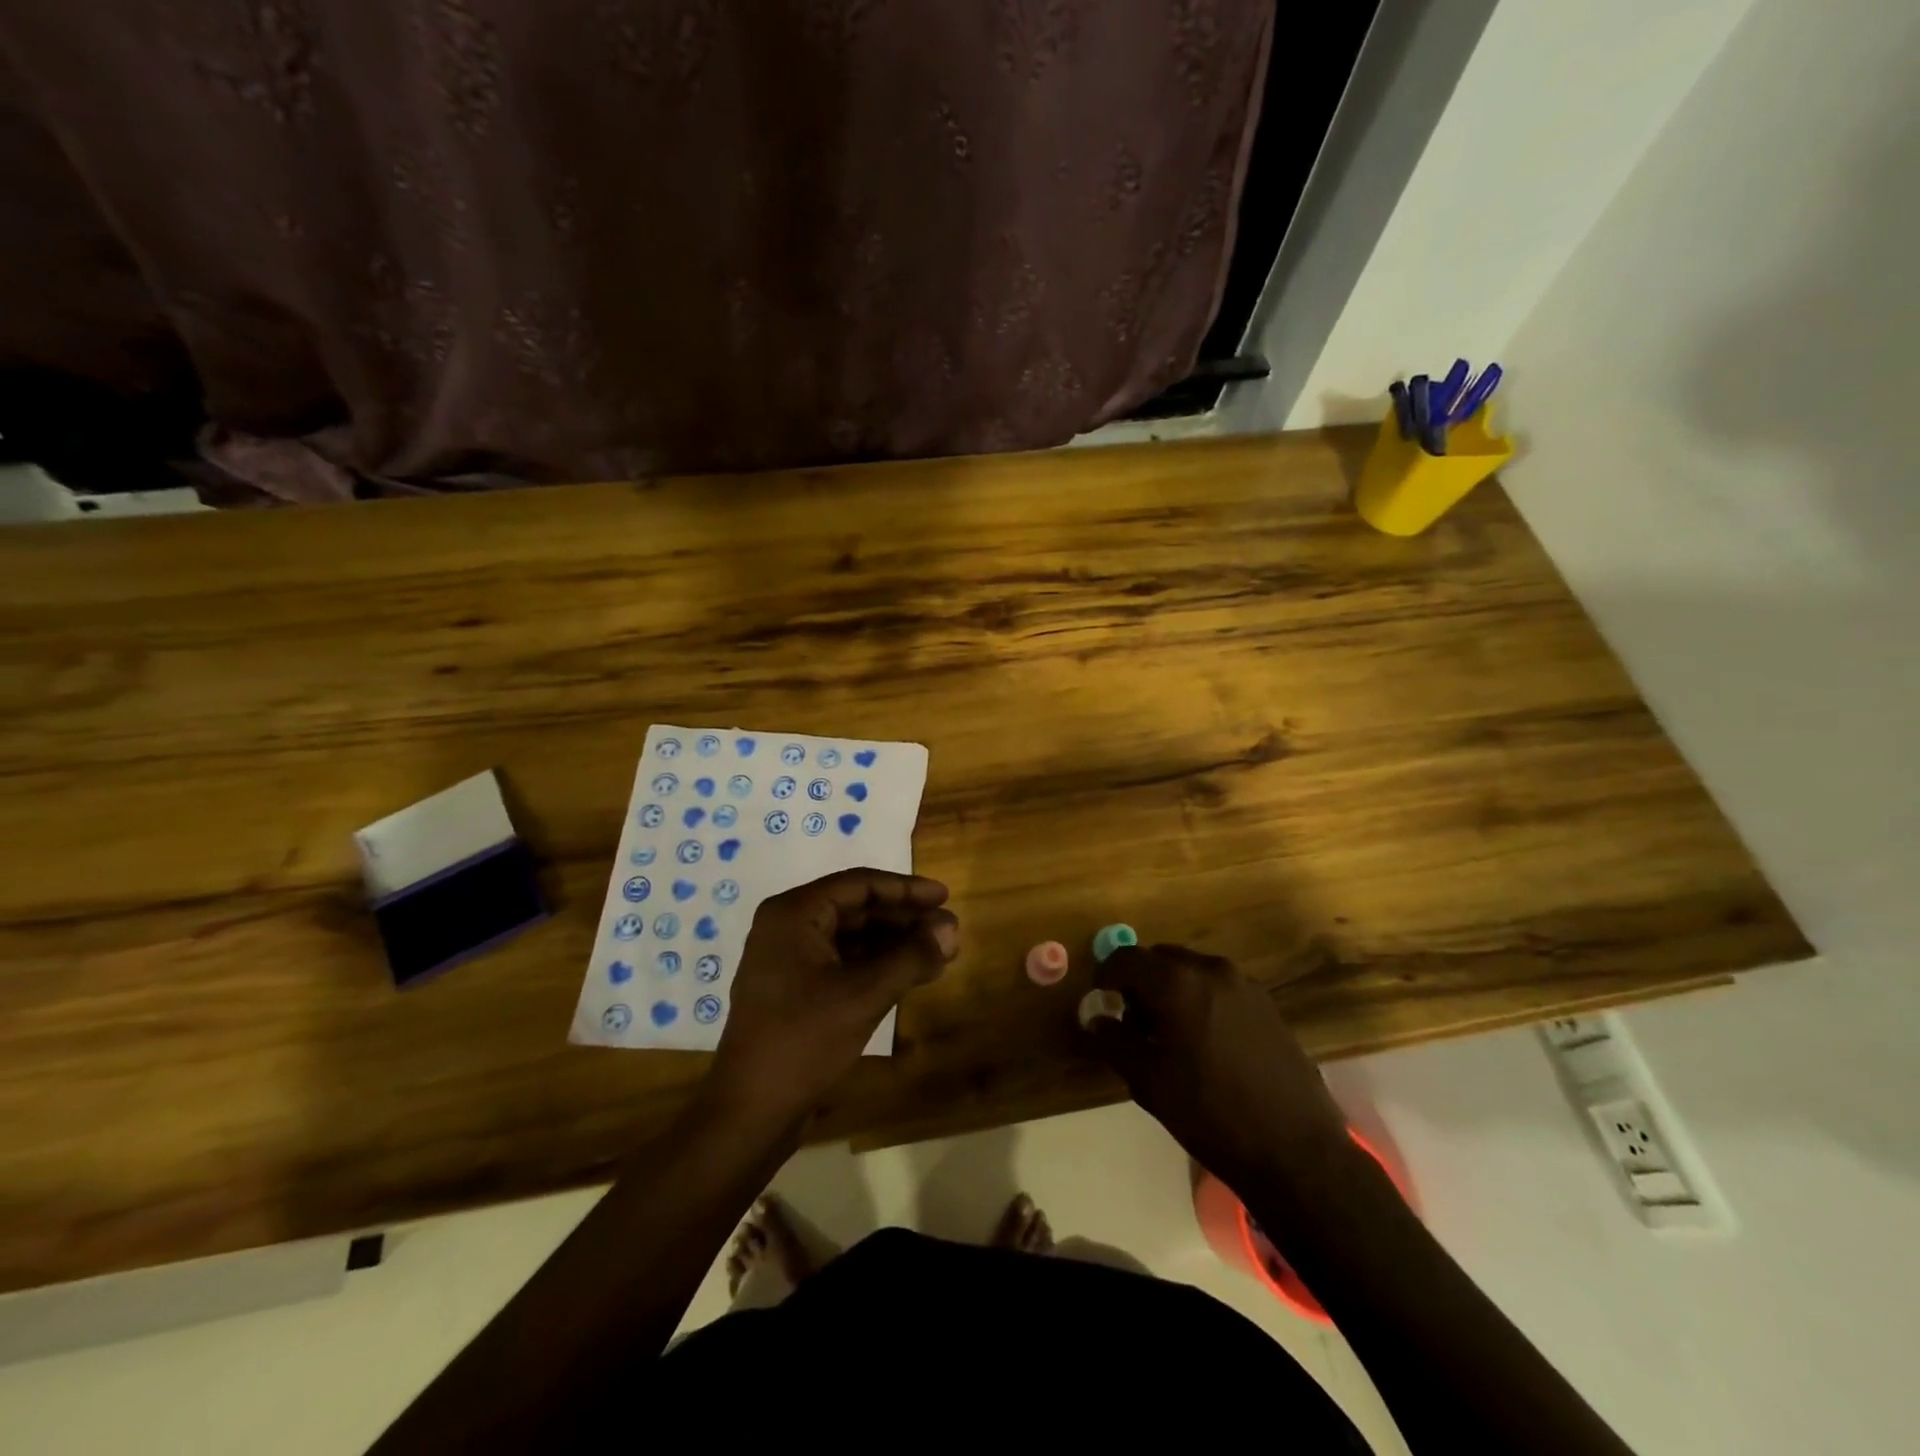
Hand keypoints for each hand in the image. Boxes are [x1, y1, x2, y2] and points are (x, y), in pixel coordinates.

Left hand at [707, 869, 958, 1126]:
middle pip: (856, 909)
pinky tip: (910, 976)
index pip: (859, 885)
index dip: (906, 889)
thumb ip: (911, 957)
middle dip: (903, 919)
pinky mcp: (794, 991)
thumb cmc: (803, 1041)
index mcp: (794, 914)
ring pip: (851, 938)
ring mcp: (788, 961)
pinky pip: (842, 963)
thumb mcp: (864, 994)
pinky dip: (876, 966)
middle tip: (948, 930)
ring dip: (894, 944)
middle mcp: (787, 928)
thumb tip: (952, 927)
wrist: (749, 1113)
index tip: (945, 897)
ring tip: (938, 953)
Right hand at [1087, 944, 1350, 1193]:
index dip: (1106, 974)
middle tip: (1133, 1022)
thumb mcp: (1148, 1081)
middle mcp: (1211, 970)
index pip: (1126, 957)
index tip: (1100, 1000)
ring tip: (1170, 1035)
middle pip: (1160, 958)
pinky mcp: (1267, 1004)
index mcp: (1177, 983)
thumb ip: (1114, 1041)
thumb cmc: (1210, 1113)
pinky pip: (1219, 987)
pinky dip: (1200, 999)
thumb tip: (1095, 1019)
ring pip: (1191, 971)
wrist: (1295, 1150)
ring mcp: (1245, 985)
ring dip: (1171, 989)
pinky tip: (1206, 1043)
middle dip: (1140, 981)